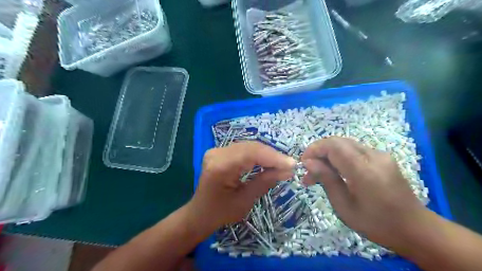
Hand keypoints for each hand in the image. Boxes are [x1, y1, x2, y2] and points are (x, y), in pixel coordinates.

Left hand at [187, 141, 293, 235]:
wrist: (200, 213)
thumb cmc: (220, 213)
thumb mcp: (245, 201)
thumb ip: (265, 182)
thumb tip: (287, 170)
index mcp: (220, 166)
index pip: (251, 154)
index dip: (273, 157)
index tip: (292, 165)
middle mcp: (217, 153)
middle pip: (250, 147)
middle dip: (272, 155)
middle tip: (289, 165)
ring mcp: (217, 150)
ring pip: (248, 146)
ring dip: (266, 154)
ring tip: (282, 164)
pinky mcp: (220, 152)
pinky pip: (243, 150)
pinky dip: (258, 155)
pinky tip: (268, 162)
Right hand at [302, 137, 426, 247]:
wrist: (416, 229)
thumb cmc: (376, 224)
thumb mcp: (344, 207)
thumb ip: (327, 179)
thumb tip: (309, 162)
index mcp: (364, 170)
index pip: (333, 146)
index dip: (314, 149)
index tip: (303, 163)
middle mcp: (374, 156)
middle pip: (338, 141)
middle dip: (319, 152)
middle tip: (310, 171)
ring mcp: (380, 155)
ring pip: (345, 144)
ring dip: (328, 154)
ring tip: (320, 173)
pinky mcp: (383, 157)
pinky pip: (354, 150)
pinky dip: (340, 157)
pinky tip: (336, 171)